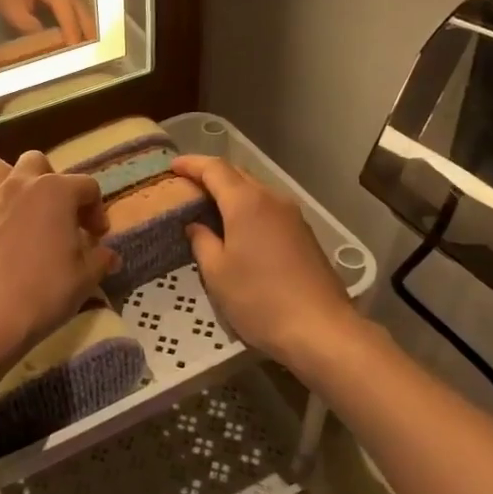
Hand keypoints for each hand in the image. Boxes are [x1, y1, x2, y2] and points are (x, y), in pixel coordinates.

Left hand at [0, 0, 92, 43]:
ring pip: (81, 4)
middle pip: (79, 3)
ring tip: (89, 47)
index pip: (63, 3)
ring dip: (86, 24)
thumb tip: (49, 43)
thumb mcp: (7, 7)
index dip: (70, 26)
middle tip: (92, 52)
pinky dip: (80, 18)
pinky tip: (81, 34)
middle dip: (86, 28)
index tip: (74, 47)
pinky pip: (76, 3)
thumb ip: (28, 25)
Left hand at [0, 152, 115, 362]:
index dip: (96, 210)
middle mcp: (19, 184)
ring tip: (16, 209)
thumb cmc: (46, 291)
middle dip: (49, 180)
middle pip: (37, 162)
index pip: (87, 186)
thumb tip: (109, 255)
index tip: (96, 237)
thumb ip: (100, 259)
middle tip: (55, 213)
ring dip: (8, 182)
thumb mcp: (85, 277)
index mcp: (56, 191)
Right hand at [173, 155, 358, 367]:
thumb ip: (202, 242)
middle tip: (186, 185)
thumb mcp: (217, 273)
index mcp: (246, 203)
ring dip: (231, 191)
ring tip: (208, 206)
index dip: (191, 164)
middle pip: (237, 174)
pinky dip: (247, 207)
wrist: (320, 328)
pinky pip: (268, 208)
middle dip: (210, 175)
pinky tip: (237, 227)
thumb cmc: (259, 299)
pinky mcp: (303, 233)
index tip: (172, 166)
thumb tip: (196, 226)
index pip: (215, 169)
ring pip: (255, 190)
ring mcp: (292, 215)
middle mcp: (271, 199)